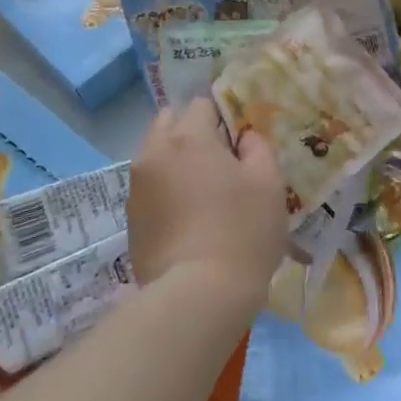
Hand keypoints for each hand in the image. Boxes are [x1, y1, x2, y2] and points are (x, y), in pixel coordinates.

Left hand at [127, 99, 288, 303]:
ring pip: (157, 156)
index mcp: (188, 136)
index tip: (241, 141)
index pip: (202, 104)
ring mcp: (136, 188)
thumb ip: (258, 148)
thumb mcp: (269, 183)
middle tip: (220, 161)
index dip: (224, 117)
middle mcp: (154, 152)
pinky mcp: (131, 220)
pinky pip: (150, 188)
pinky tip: (189, 218)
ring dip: (177, 162)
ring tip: (204, 192)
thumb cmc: (242, 230)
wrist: (198, 296)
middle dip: (192, 132)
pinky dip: (167, 191)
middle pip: (170, 123)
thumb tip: (245, 138)